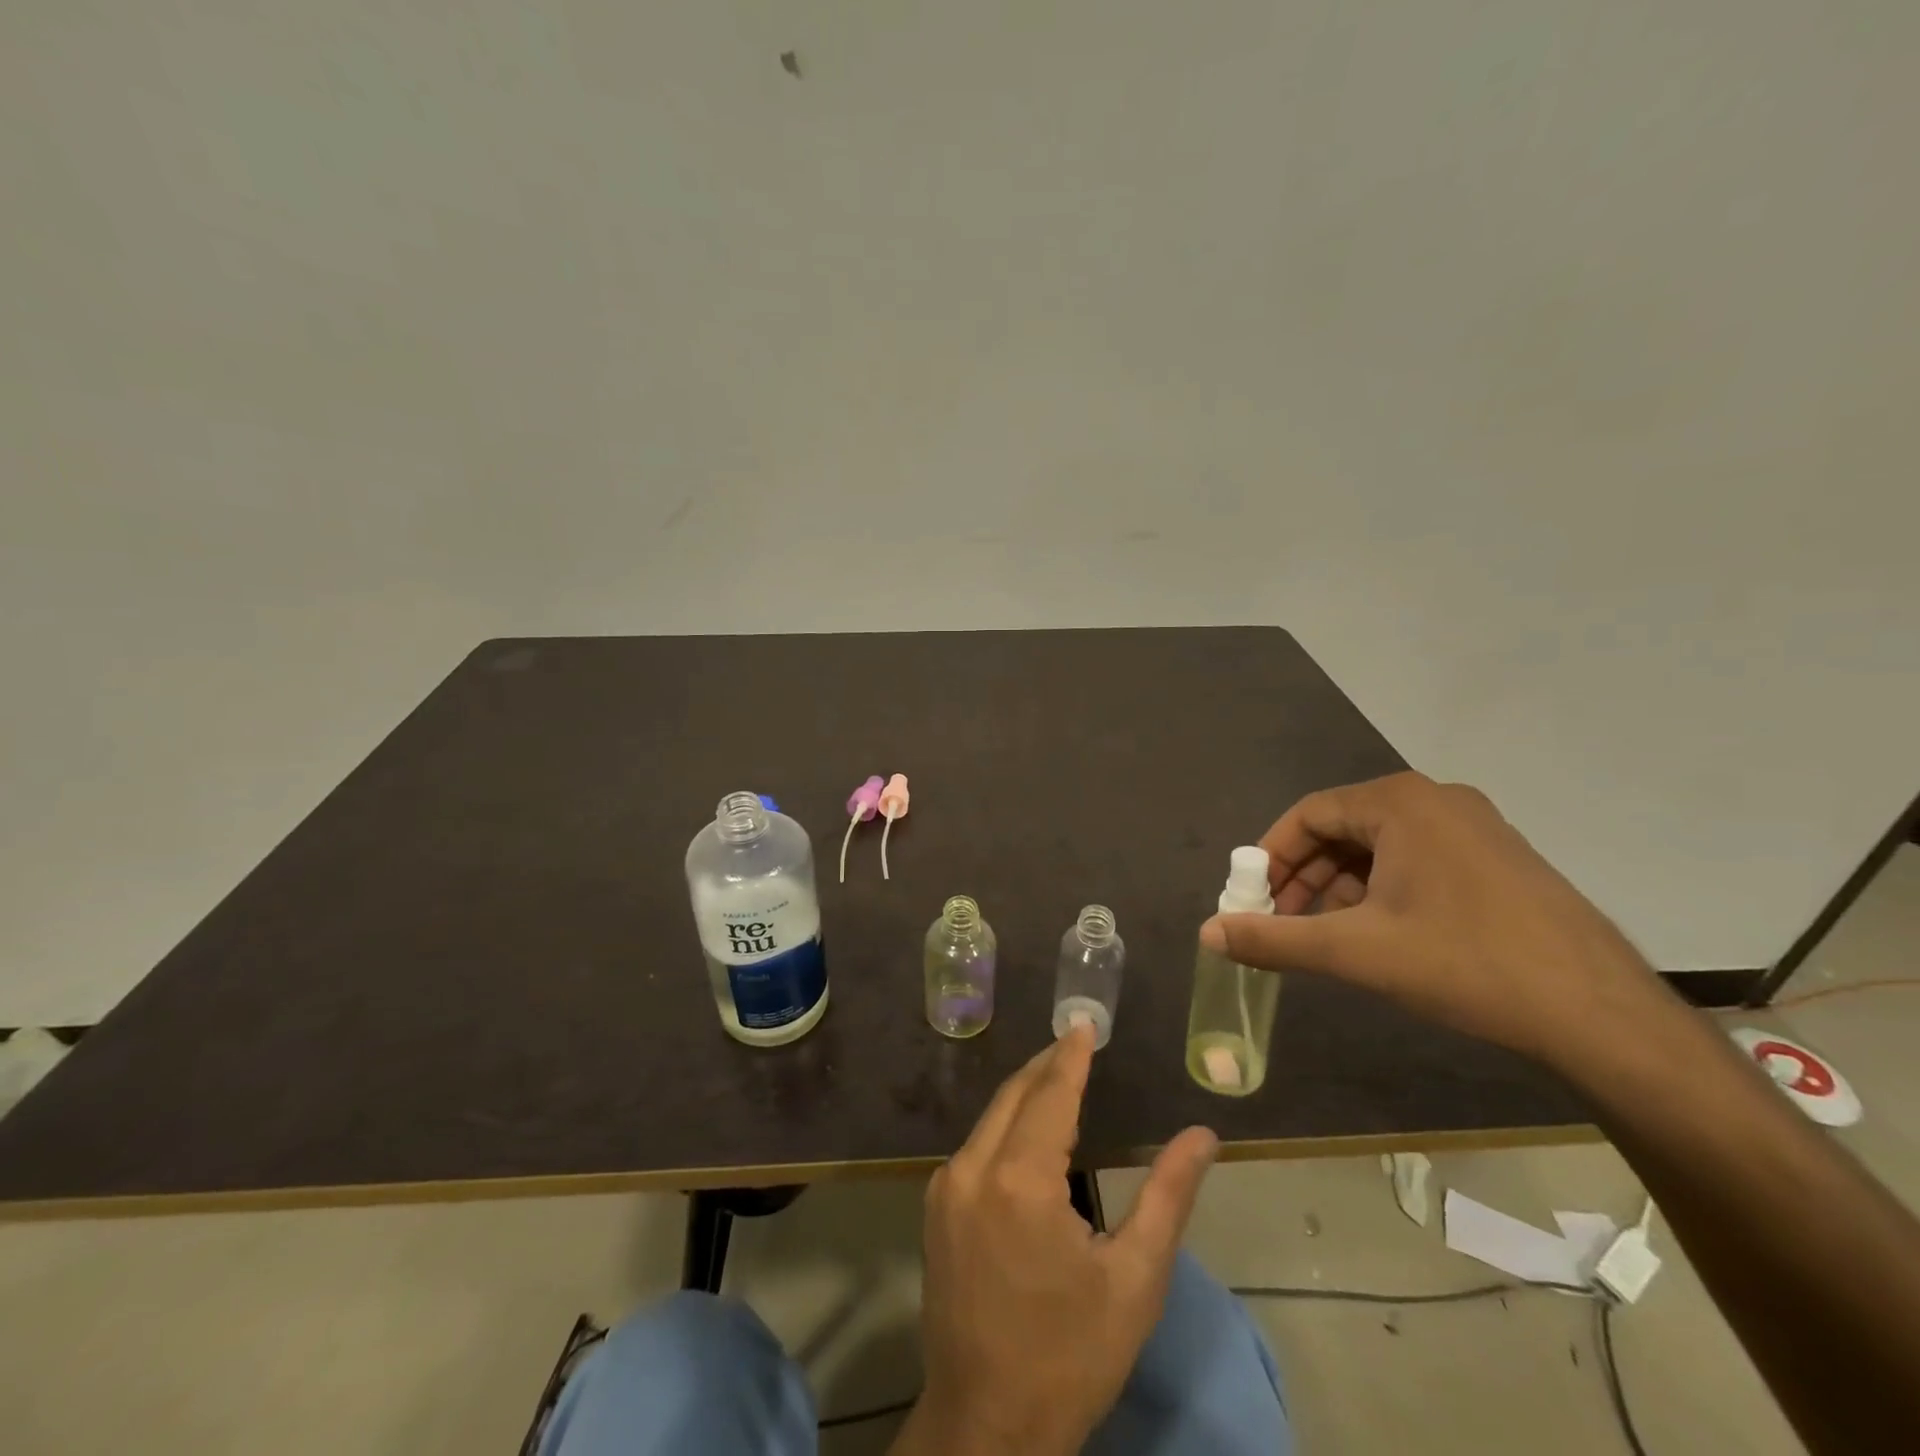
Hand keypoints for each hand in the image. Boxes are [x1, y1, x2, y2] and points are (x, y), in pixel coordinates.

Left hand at [896, 1024, 1217, 1455]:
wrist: (985, 1429)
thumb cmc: (1070, 1358)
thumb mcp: (1134, 1280)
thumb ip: (1167, 1196)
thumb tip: (1202, 1135)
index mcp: (1019, 1180)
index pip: (1051, 1094)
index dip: (1071, 1056)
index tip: (1084, 1021)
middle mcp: (972, 1168)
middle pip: (1015, 1095)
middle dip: (1048, 1065)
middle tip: (1077, 1041)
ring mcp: (946, 1188)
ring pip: (992, 1117)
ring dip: (1027, 1093)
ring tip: (1062, 1077)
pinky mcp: (936, 1208)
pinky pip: (977, 1146)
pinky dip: (1007, 1125)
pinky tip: (1030, 1132)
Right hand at [1201, 772, 1666, 1081]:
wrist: (1602, 1015)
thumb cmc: (1466, 964)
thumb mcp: (1355, 951)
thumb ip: (1273, 938)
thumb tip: (1206, 933)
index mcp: (1400, 803)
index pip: (1308, 814)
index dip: (1271, 856)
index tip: (1251, 898)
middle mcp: (1437, 801)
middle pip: (1343, 828)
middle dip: (1304, 876)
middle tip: (1283, 921)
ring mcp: (1475, 828)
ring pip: (1380, 847)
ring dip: (1341, 887)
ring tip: (1327, 936)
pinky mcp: (1498, 859)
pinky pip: (1417, 861)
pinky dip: (1382, 891)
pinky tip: (1379, 935)